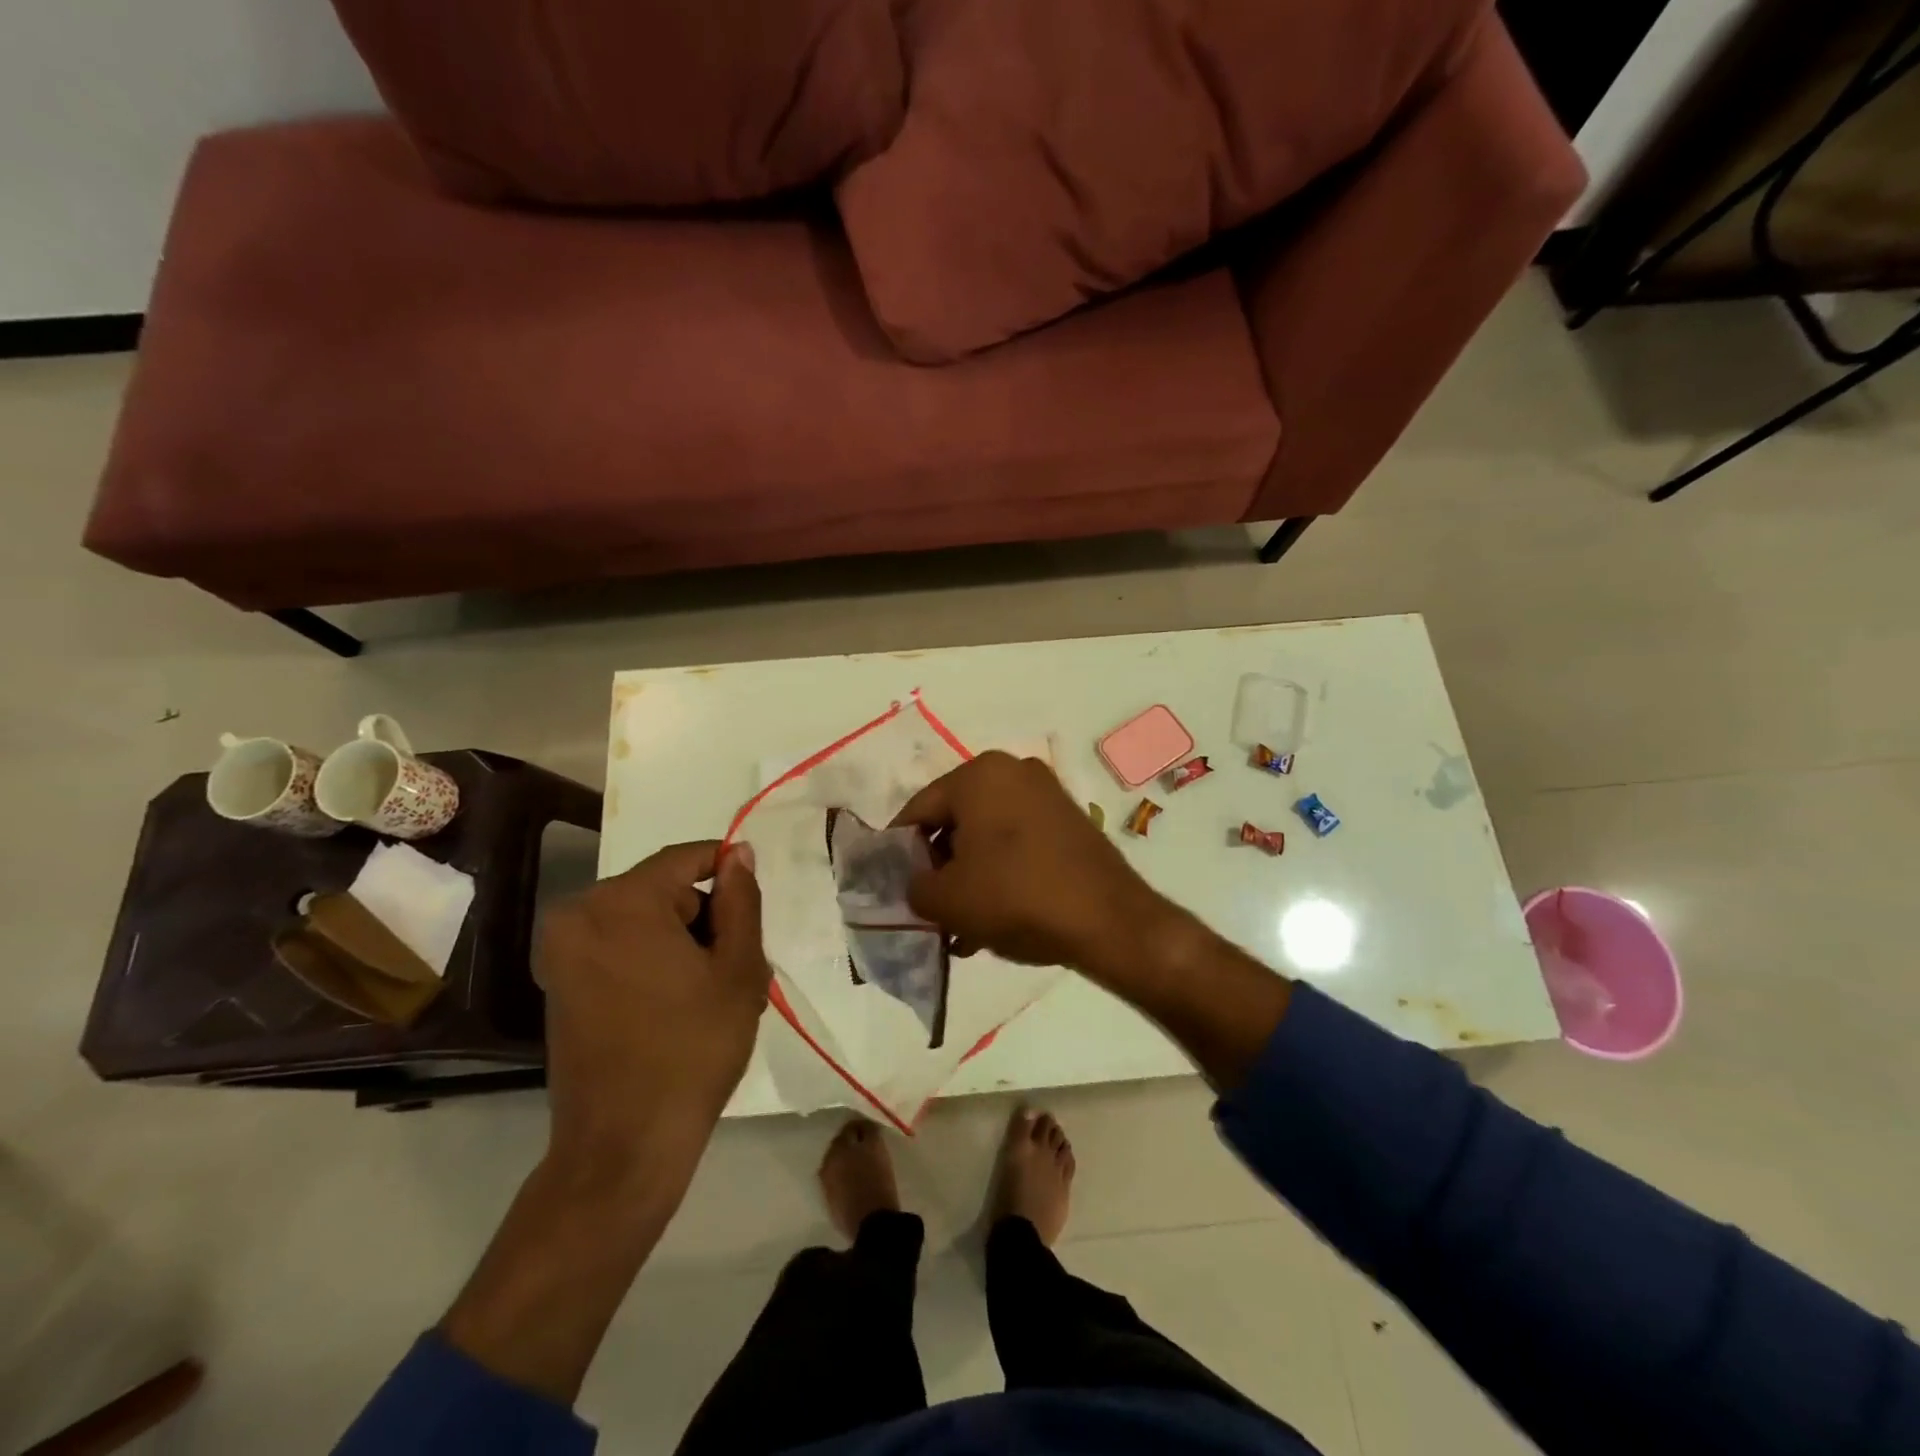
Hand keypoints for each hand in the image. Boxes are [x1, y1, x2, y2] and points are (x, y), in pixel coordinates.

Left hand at [534, 841, 768, 1185]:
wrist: (624, 1145)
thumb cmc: (693, 1048)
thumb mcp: (738, 969)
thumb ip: (741, 900)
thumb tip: (738, 853)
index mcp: (622, 902)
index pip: (685, 858)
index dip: (726, 869)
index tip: (754, 900)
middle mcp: (580, 914)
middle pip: (662, 890)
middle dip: (703, 916)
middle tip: (737, 964)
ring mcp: (561, 951)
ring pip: (641, 919)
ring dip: (679, 940)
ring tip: (711, 990)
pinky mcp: (557, 983)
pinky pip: (616, 946)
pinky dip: (650, 959)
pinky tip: (677, 1003)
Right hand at [890, 752, 1184, 981]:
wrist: (1109, 920)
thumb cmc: (1016, 897)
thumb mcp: (947, 899)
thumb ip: (913, 887)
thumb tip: (915, 884)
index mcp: (979, 774)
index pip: (918, 810)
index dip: (897, 851)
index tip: (891, 886)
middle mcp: (1014, 771)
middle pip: (955, 821)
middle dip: (938, 868)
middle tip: (929, 908)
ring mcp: (1047, 794)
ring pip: (987, 837)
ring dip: (968, 877)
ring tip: (960, 926)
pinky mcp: (1069, 821)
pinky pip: (1018, 844)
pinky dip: (1000, 874)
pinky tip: (993, 919)